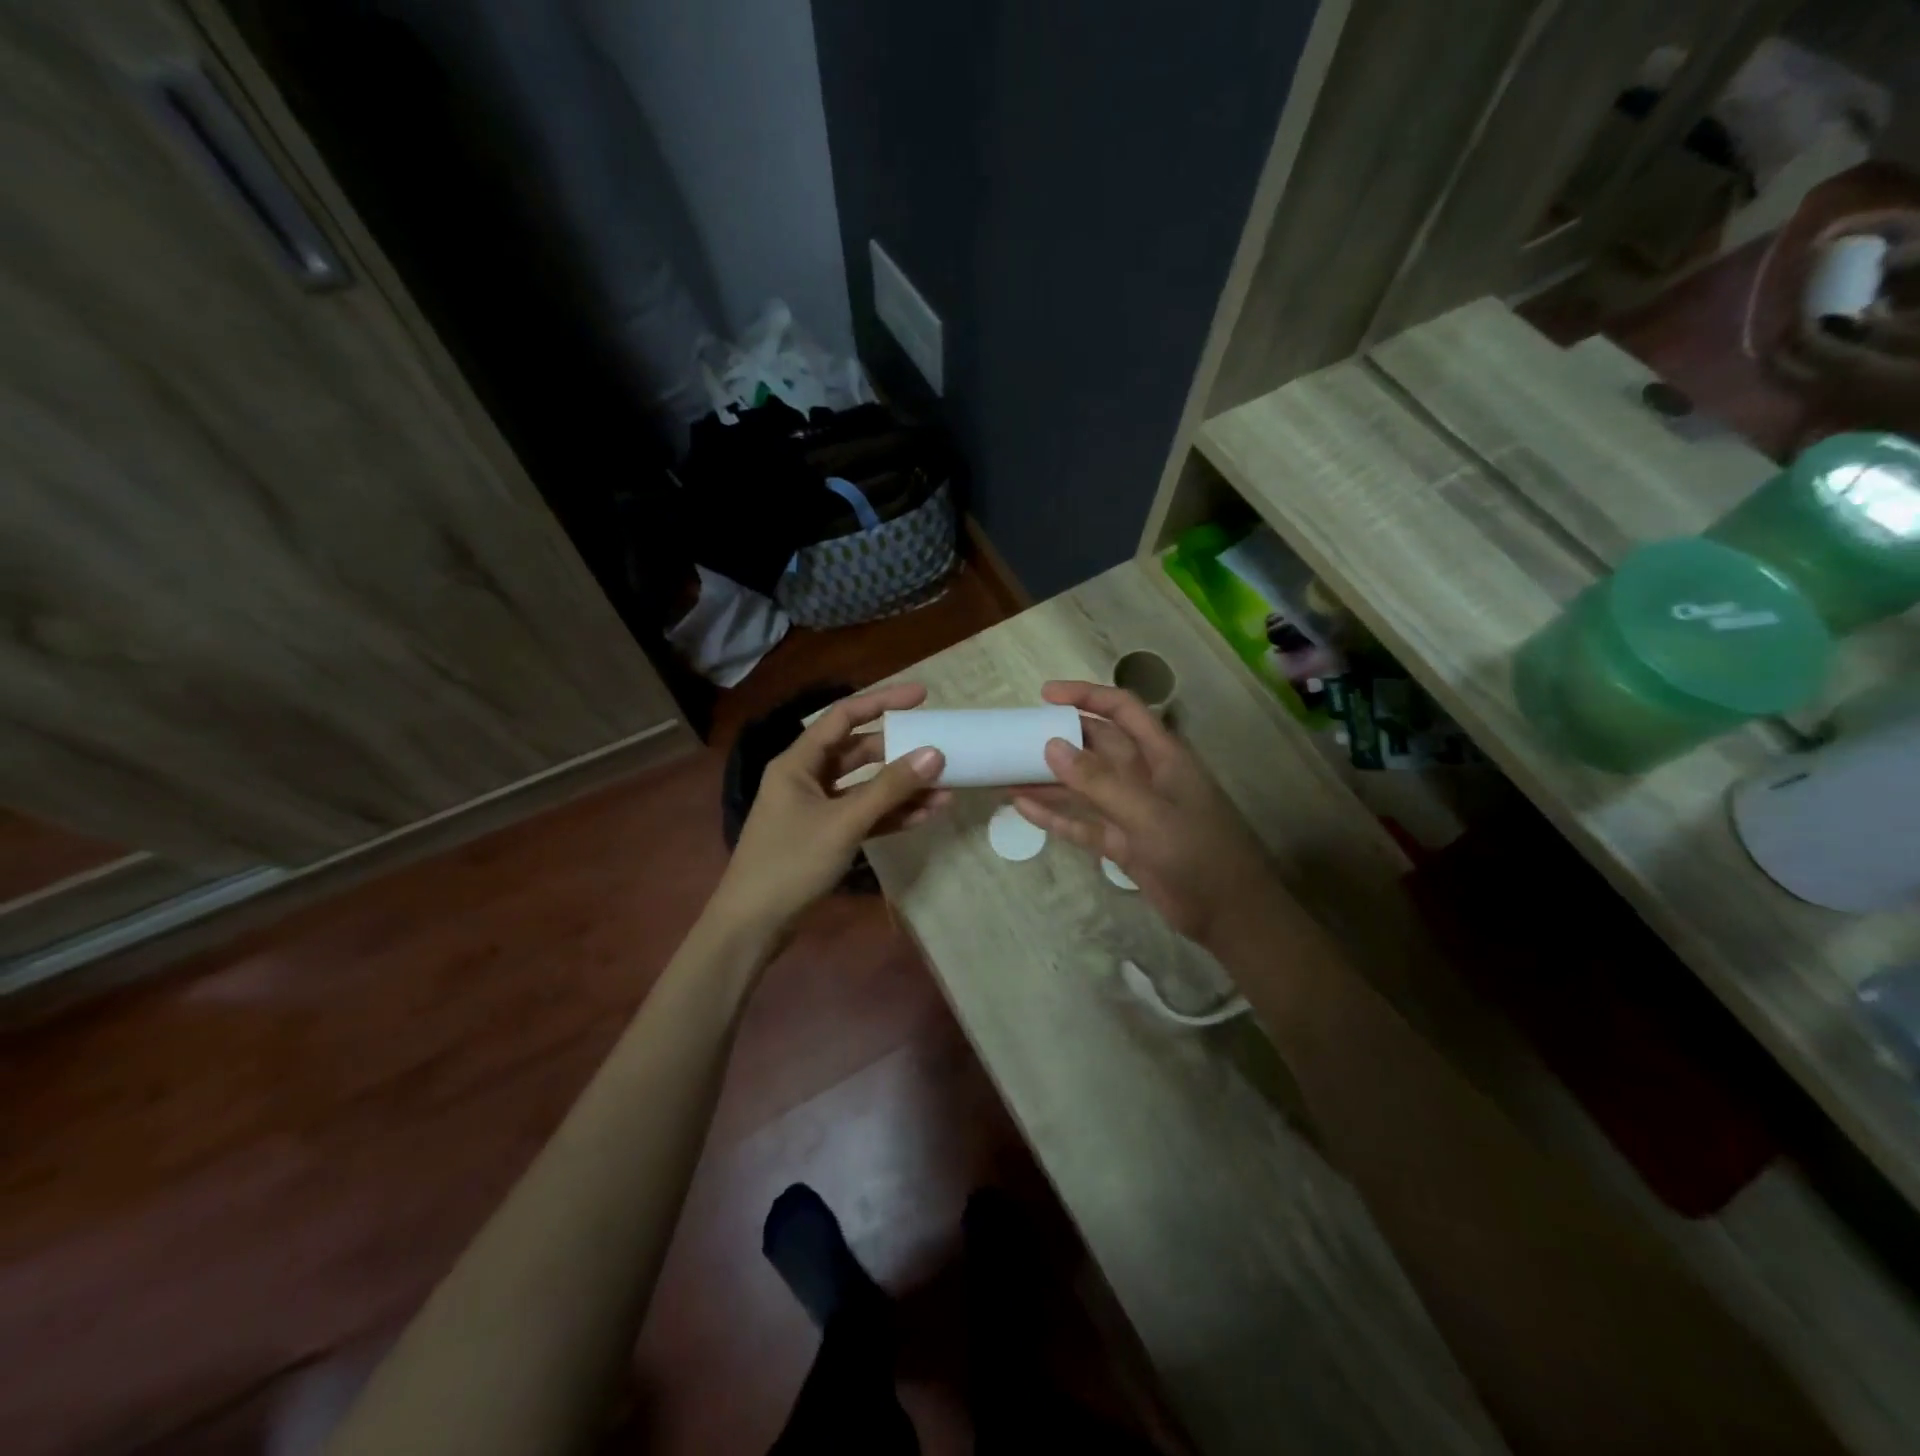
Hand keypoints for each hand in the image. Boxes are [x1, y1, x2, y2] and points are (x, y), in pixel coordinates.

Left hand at [712, 682, 950, 935]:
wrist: (753, 925)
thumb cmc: (790, 862)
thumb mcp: (844, 822)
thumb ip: (890, 788)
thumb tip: (935, 753)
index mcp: (798, 762)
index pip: (844, 717)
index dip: (883, 702)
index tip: (923, 696)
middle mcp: (806, 777)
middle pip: (860, 752)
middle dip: (900, 752)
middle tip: (941, 749)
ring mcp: (817, 808)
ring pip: (866, 787)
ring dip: (902, 788)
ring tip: (947, 788)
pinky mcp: (826, 836)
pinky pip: (864, 815)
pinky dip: (891, 814)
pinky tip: (926, 815)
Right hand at [1011, 681, 1276, 947]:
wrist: (1230, 916)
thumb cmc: (1199, 854)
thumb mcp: (1149, 815)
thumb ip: (1099, 782)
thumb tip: (1051, 745)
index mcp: (1162, 755)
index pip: (1122, 709)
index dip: (1086, 696)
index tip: (1045, 696)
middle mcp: (1145, 776)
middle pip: (1097, 745)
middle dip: (1060, 737)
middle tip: (1016, 735)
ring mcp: (1132, 811)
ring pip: (1084, 785)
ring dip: (1050, 778)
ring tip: (1007, 770)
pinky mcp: (1122, 843)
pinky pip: (1082, 823)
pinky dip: (1055, 816)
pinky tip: (1023, 807)